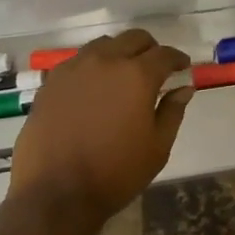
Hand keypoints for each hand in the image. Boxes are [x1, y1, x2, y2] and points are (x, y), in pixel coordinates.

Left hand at [7, 29, 192, 225]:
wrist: (55, 195)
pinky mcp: (51, 83)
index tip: (182, 67)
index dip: (177, 58)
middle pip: (134, 39)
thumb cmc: (115, 174)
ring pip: (103, 45)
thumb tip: (183, 88)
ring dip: (119, 53)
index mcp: (137, 75)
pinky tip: (93, 88)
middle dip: (149, 49)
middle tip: (155, 67)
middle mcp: (106, 61)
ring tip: (121, 74)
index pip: (164, 54)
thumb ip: (173, 112)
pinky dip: (92, 66)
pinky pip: (77, 62)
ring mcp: (74, 69)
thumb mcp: (157, 148)